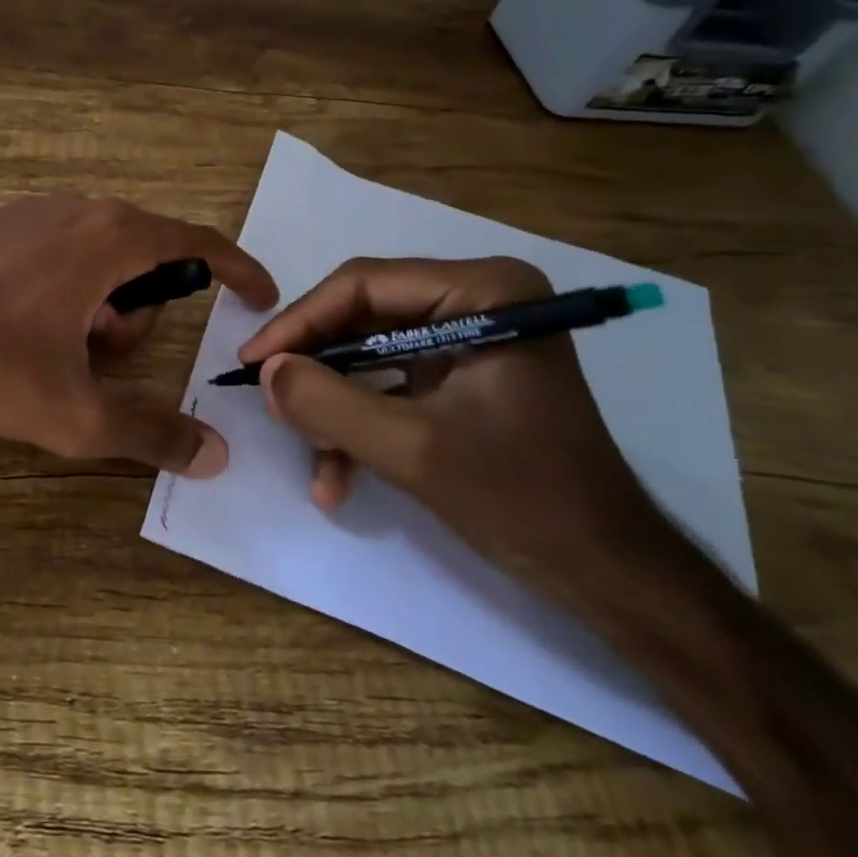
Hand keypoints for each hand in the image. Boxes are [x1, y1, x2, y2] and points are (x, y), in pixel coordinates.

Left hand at [0, 196, 277, 475]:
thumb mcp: (73, 413)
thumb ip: (151, 433)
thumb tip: (215, 456)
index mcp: (111, 238)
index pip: (198, 243)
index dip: (238, 270)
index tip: (260, 296)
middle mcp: (79, 209)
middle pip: (147, 260)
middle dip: (139, 317)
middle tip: (98, 362)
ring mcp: (35, 212)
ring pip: (101, 260)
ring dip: (98, 312)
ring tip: (53, 354)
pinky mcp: (0, 225)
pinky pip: (62, 254)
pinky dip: (66, 294)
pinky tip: (21, 331)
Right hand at [238, 257, 661, 589]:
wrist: (605, 571)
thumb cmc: (522, 498)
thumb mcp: (411, 449)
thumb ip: (328, 403)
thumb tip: (267, 371)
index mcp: (484, 291)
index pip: (364, 285)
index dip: (299, 323)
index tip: (252, 363)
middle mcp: (477, 299)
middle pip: (361, 318)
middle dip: (316, 370)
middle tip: (272, 404)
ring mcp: (469, 338)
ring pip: (367, 356)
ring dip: (334, 408)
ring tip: (312, 458)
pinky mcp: (461, 375)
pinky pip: (389, 385)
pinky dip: (360, 426)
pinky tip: (337, 478)